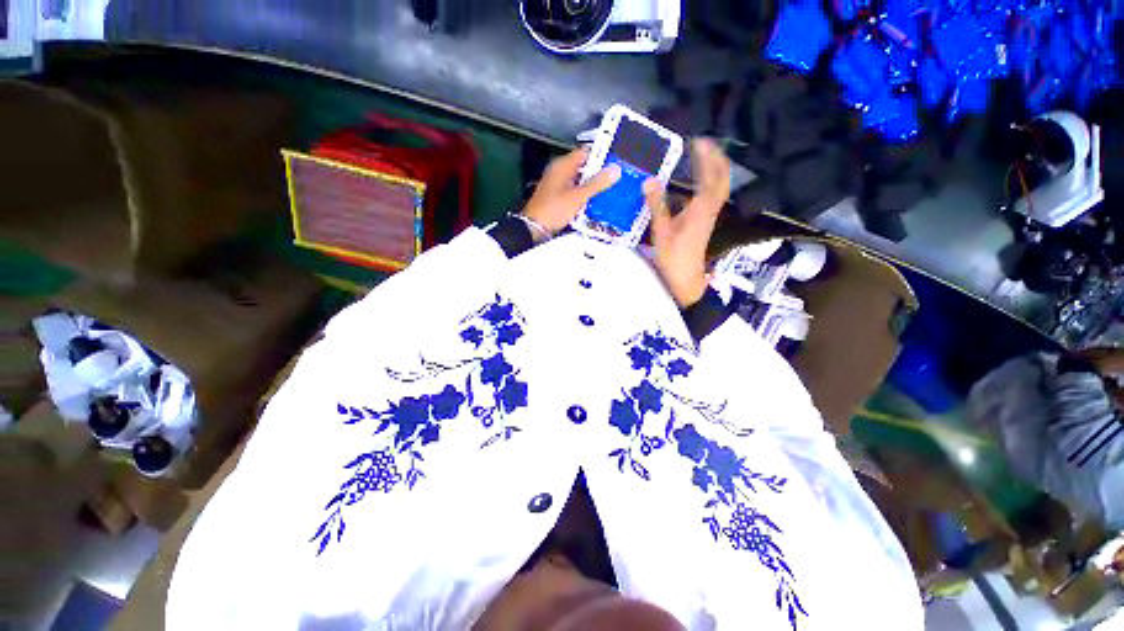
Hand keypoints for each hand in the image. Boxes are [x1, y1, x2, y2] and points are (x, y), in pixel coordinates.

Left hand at [523, 148, 619, 238]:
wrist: (534, 228)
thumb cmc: (554, 210)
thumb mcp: (578, 196)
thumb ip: (597, 183)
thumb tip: (615, 170)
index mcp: (562, 165)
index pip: (586, 152)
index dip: (601, 156)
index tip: (615, 164)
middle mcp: (559, 171)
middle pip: (583, 166)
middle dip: (598, 174)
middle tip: (614, 180)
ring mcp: (557, 184)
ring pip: (579, 180)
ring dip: (591, 186)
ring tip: (607, 192)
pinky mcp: (556, 196)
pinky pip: (574, 190)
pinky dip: (583, 195)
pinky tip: (592, 203)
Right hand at [644, 138, 731, 306]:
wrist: (686, 278)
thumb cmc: (673, 256)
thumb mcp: (661, 231)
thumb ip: (657, 205)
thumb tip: (650, 180)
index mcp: (701, 208)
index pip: (709, 175)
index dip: (705, 156)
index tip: (697, 141)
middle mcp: (710, 208)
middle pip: (721, 177)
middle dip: (716, 158)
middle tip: (703, 144)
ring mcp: (709, 215)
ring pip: (719, 186)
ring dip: (715, 169)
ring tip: (703, 157)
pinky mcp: (705, 222)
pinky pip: (713, 195)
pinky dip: (709, 183)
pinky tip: (696, 183)